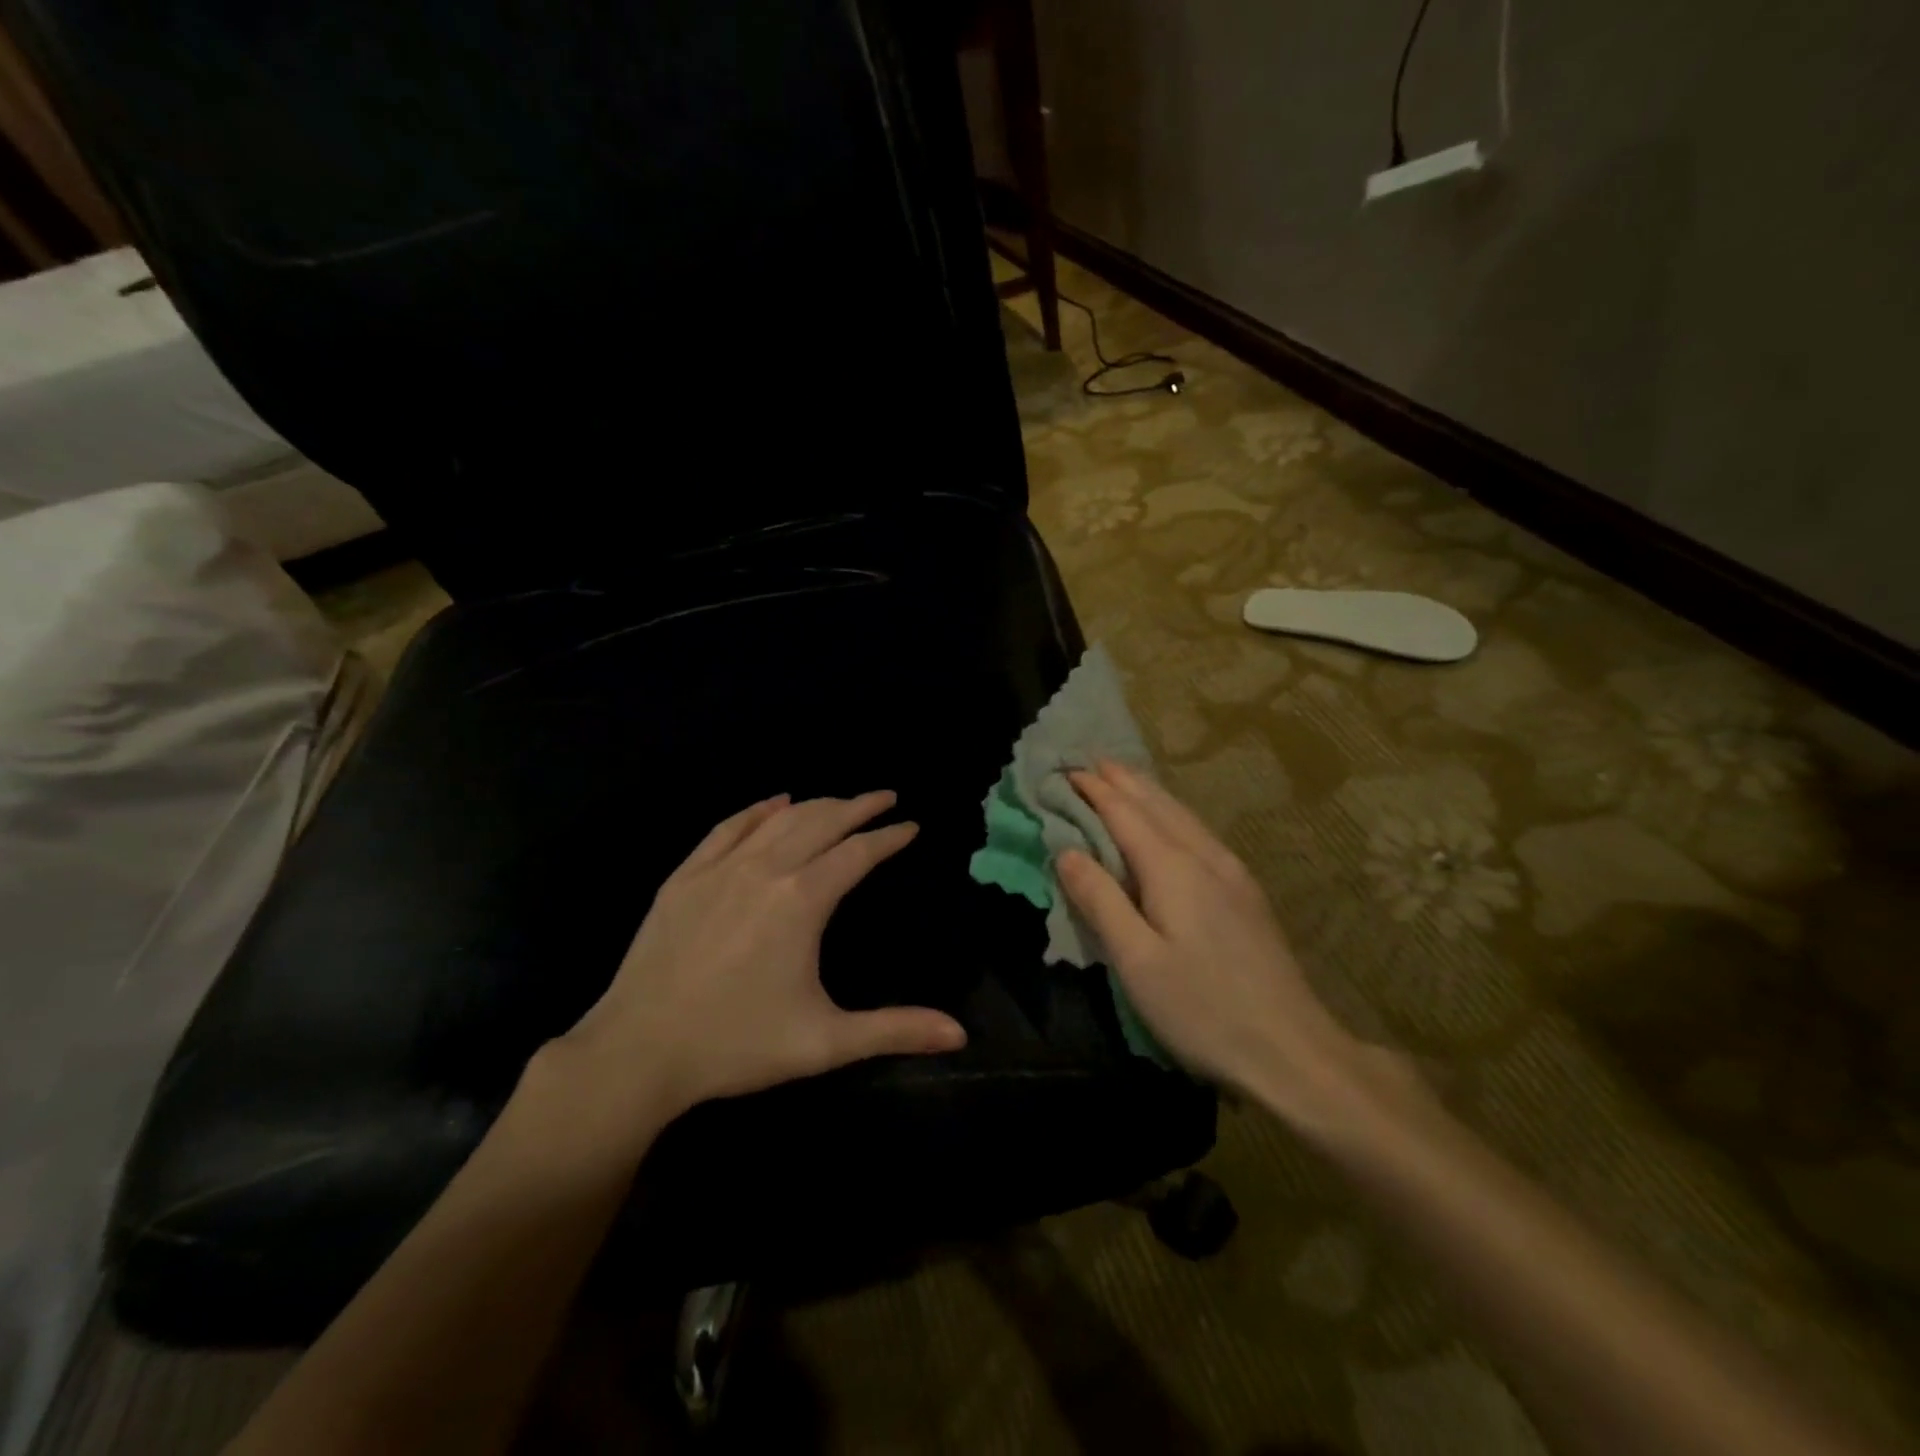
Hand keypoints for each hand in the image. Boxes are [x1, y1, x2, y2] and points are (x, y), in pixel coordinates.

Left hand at [554, 791, 966, 1127]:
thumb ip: (895, 1030)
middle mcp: (765, 869)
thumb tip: (960, 1034)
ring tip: (841, 802)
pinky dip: (758, 809)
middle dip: (858, 806)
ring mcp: (720, 868)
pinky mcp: (685, 876)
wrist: (637, 1052)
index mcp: (802, 899)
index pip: (858, 852)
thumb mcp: (825, 1043)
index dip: (889, 836)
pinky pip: (729, 827)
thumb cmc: (737, 1045)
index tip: (911, 825)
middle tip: (884, 797)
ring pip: (779, 819)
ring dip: (816, 804)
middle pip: (822, 821)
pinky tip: (774, 802)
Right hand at [1057, 761, 1400, 1126]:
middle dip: (1121, 780)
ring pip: (1182, 815)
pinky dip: (1172, 813)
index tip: (1064, 771)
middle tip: (1090, 760)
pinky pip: (1198, 832)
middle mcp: (1204, 857)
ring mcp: (1232, 873)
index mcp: (1173, 869)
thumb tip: (1066, 850)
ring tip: (1124, 777)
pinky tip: (1172, 821)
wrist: (1293, 1050)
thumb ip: (1100, 899)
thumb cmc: (1202, 1009)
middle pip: (1156, 805)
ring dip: (1148, 791)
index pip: (1124, 813)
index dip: (1093, 790)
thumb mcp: (1136, 960)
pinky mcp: (1246, 893)